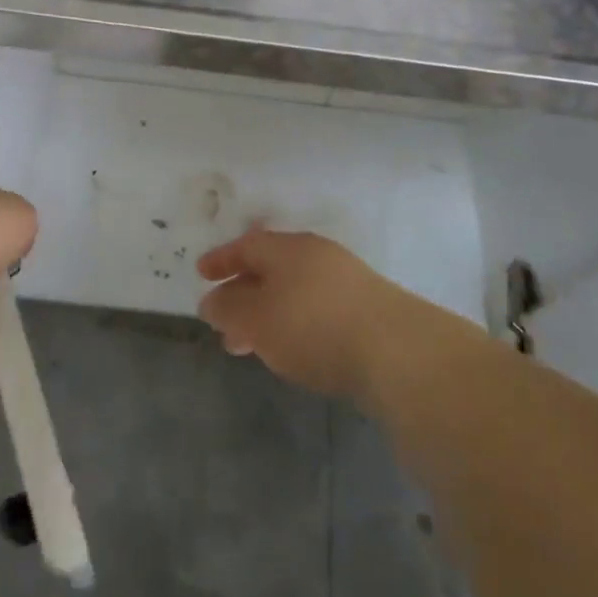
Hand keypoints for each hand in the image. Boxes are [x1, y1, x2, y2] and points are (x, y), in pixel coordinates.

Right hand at [196, 225, 413, 399]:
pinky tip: (292, 351)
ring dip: (267, 314)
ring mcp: (345, 280)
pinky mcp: (366, 308)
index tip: (202, 274)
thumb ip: (230, 309)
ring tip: (251, 347)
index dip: (222, 259)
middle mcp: (317, 255)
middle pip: (271, 268)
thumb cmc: (314, 326)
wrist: (396, 351)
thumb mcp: (258, 320)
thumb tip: (212, 300)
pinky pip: (315, 308)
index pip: (247, 245)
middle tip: (223, 322)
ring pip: (293, 291)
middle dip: (243, 294)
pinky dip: (293, 323)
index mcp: (289, 248)